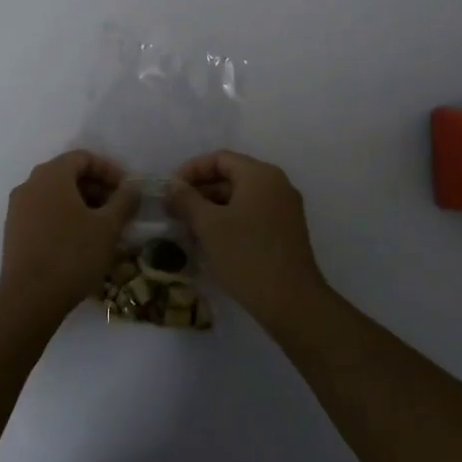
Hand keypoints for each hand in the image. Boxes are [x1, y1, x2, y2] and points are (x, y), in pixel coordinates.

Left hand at [0, 150, 138, 318]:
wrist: (29, 298)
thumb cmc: (72, 255)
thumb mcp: (108, 227)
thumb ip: (124, 202)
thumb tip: (132, 188)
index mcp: (51, 175)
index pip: (82, 157)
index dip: (108, 170)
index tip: (126, 190)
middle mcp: (30, 184)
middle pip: (67, 174)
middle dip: (95, 188)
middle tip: (117, 210)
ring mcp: (18, 208)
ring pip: (54, 195)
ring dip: (81, 204)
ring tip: (101, 228)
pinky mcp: (13, 230)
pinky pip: (43, 212)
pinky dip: (63, 218)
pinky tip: (79, 241)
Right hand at [166, 151, 326, 328]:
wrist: (291, 302)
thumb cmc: (247, 255)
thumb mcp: (209, 225)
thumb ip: (186, 199)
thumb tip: (172, 185)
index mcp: (260, 175)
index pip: (219, 159)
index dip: (191, 170)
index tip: (170, 189)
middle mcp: (276, 185)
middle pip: (231, 176)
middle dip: (200, 191)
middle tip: (174, 211)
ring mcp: (284, 209)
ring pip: (240, 197)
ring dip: (212, 208)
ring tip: (188, 229)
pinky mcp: (285, 231)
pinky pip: (251, 214)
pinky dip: (229, 220)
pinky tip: (210, 241)